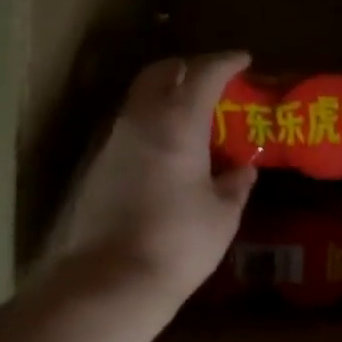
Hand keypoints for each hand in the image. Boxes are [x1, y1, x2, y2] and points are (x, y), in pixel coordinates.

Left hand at [58, 52, 256, 309]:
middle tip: (213, 81)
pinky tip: (169, 151)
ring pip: (140, 99)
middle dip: (187, 68)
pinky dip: (152, 124)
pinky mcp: (98, 168)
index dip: (225, 62)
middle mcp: (141, 122)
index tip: (243, 60)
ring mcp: (114, 143)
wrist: (110, 281)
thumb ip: (235, 185)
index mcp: (177, 124)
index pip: (202, 74)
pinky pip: (130, 128)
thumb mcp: (222, 215)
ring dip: (167, 96)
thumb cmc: (178, 242)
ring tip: (194, 116)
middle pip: (160, 73)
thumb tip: (243, 170)